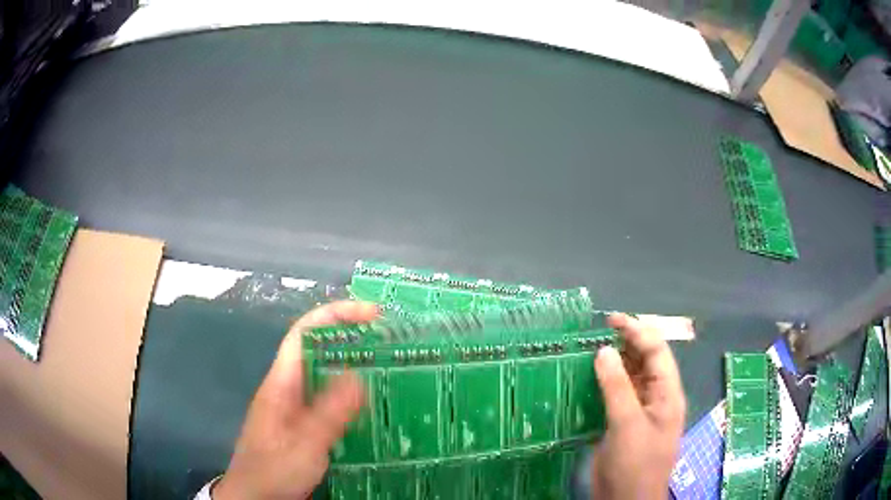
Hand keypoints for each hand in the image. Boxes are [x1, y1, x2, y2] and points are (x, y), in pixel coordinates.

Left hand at [214, 301, 377, 499]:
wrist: (254, 497)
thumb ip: (328, 413)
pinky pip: (331, 401)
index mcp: (281, 383)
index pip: (304, 333)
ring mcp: (296, 408)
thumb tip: (360, 376)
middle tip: (391, 342)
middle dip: (351, 339)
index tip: (372, 315)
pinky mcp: (304, 425)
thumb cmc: (272, 470)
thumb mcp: (303, 445)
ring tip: (391, 370)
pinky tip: (374, 407)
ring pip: (326, 376)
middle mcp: (288, 388)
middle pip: (318, 350)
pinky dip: (352, 396)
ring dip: (355, 367)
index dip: (335, 316)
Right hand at [590, 313, 685, 499]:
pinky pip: (617, 395)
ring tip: (589, 351)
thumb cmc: (635, 463)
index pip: (657, 351)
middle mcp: (657, 397)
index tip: (611, 320)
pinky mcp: (624, 423)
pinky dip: (604, 383)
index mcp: (667, 394)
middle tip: (596, 334)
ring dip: (614, 363)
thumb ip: (617, 386)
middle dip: (626, 343)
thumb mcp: (627, 424)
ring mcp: (640, 411)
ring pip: (631, 377)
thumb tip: (604, 351)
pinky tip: (588, 379)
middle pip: (646, 361)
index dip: (637, 331)